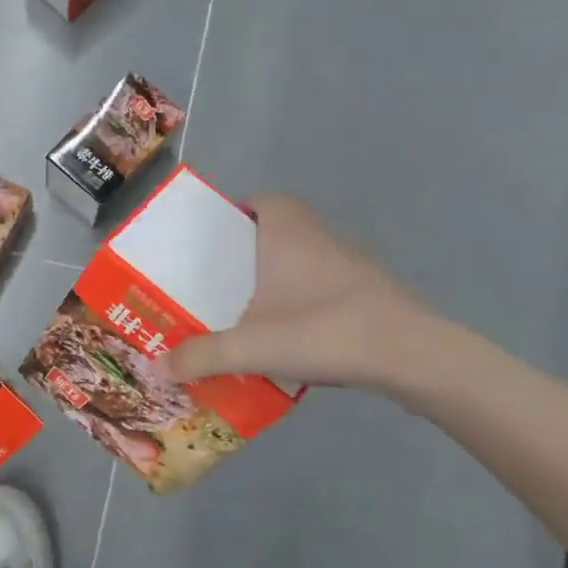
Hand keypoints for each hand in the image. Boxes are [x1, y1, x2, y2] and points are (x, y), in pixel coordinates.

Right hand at [165, 195, 442, 391]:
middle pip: (277, 227)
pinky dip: (303, 297)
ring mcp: (349, 262)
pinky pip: (323, 282)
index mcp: (285, 231)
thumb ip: (201, 356)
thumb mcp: (250, 346)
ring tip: (245, 306)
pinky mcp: (368, 290)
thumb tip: (157, 367)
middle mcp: (318, 235)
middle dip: (247, 249)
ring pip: (302, 256)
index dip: (233, 213)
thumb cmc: (323, 330)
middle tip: (217, 278)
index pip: (258, 200)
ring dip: (277, 274)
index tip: (209, 239)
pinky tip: (289, 330)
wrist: (411, 356)